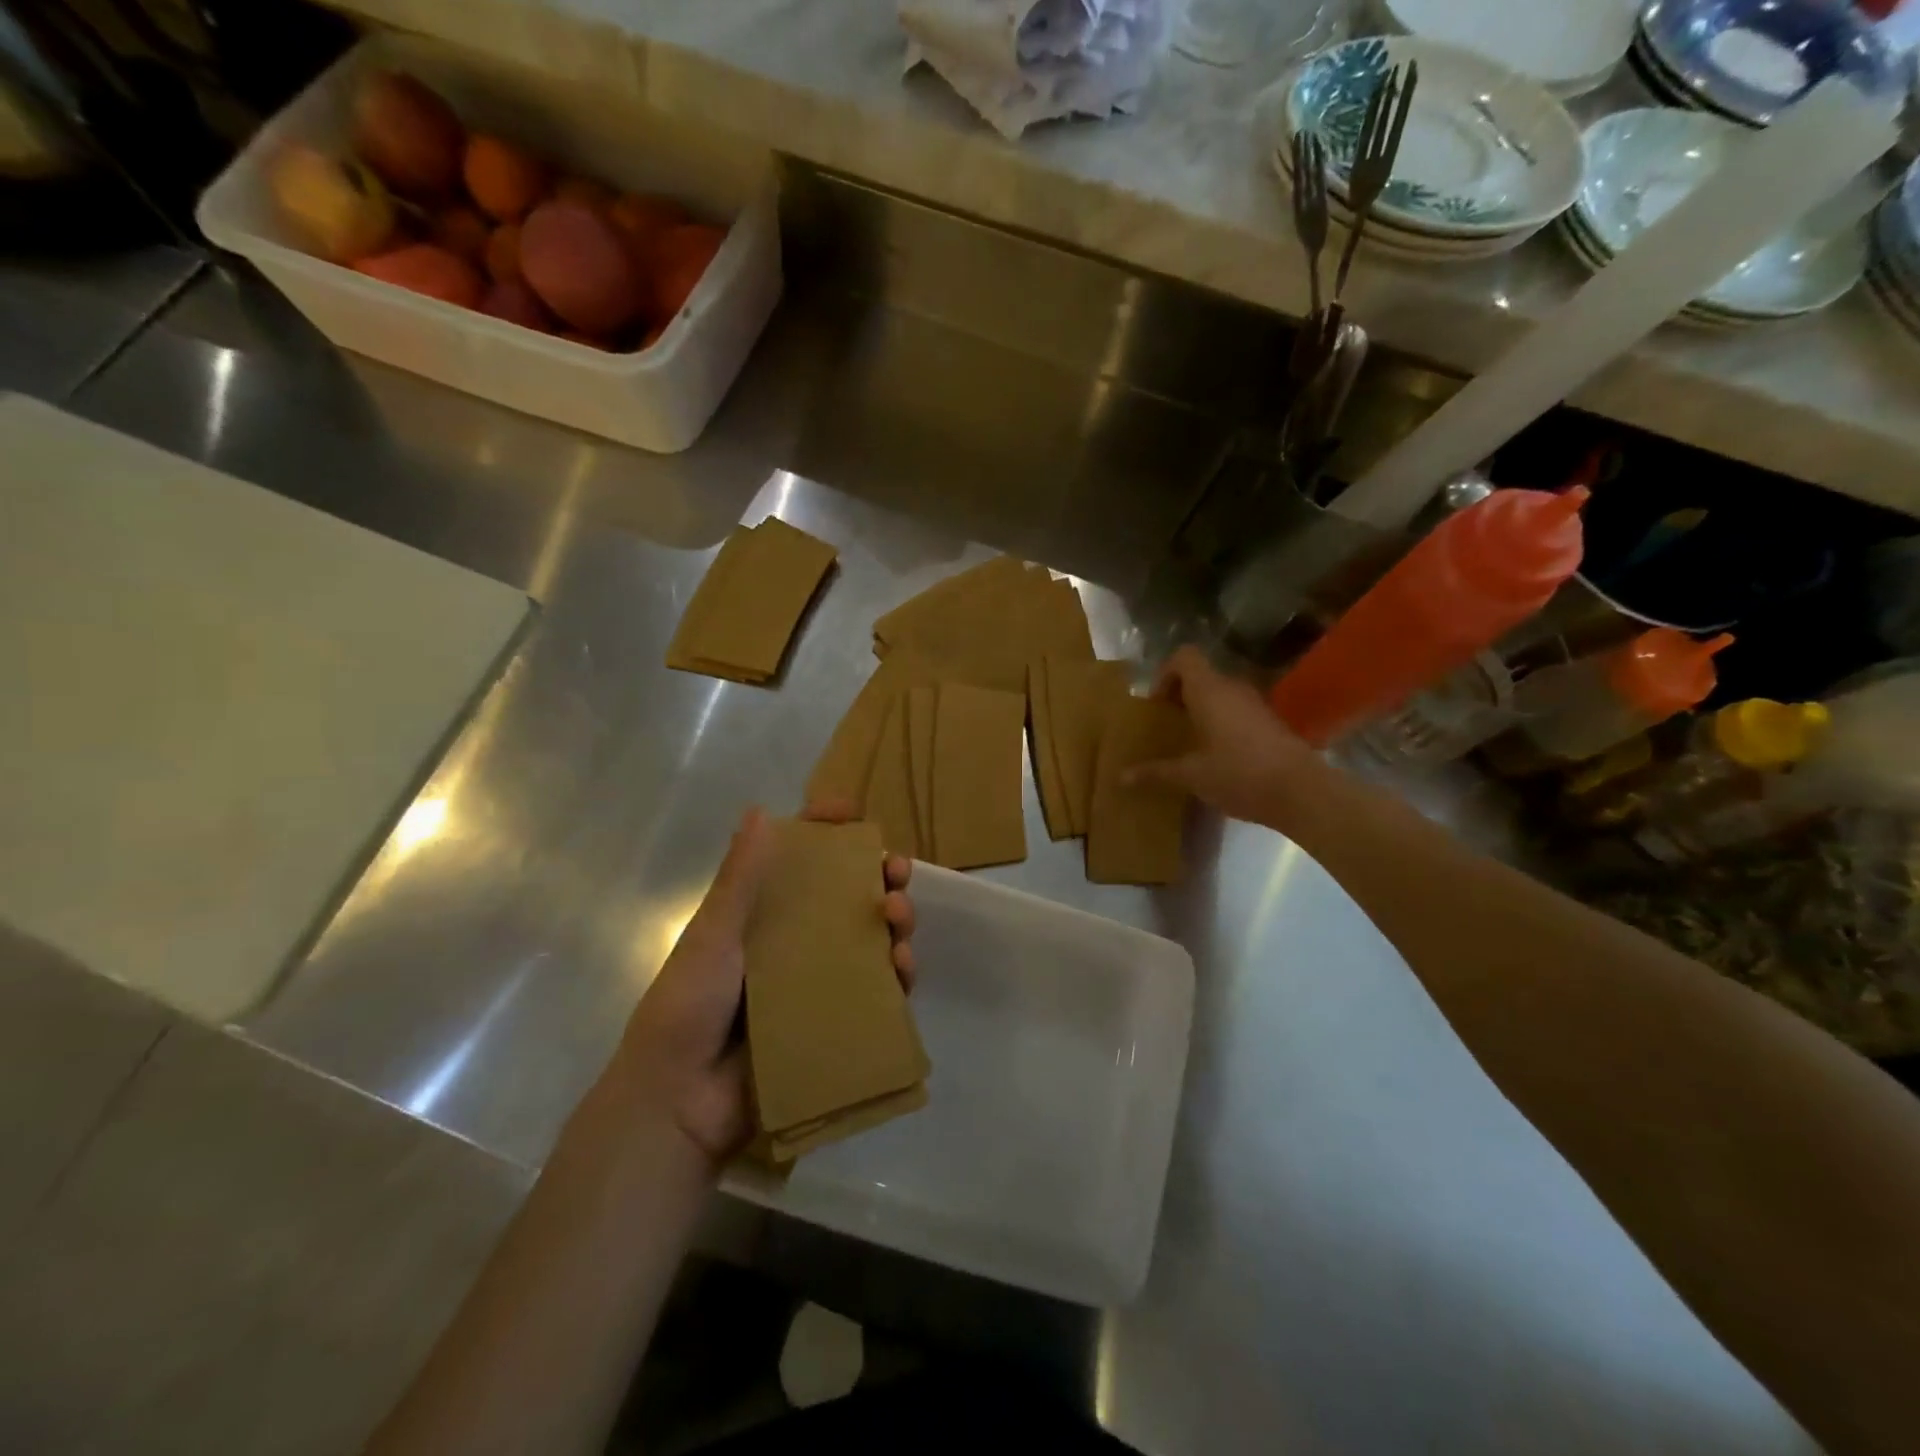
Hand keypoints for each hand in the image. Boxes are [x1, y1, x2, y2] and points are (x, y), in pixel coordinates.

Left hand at [616, 799, 914, 1165]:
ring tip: (899, 915)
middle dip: (878, 876)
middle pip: (847, 896)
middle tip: (896, 869)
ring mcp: (817, 981)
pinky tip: (904, 967)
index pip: (798, 860)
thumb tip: (761, 810)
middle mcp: (794, 940)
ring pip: (870, 939)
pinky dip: (897, 974)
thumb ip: (739, 880)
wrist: (680, 1103)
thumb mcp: (712, 937)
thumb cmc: (688, 1007)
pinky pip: (877, 991)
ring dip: (894, 920)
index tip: (851, 812)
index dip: (826, 832)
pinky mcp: (835, 1020)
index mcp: (761, 914)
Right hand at [1125, 645, 1318, 827]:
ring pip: (1220, 694)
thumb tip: (1121, 777)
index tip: (1156, 705)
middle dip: (1180, 696)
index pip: (1184, 657)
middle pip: (1201, 676)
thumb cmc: (1238, 774)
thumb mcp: (1191, 776)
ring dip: (1201, 710)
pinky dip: (1221, 723)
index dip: (1165, 674)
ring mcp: (1256, 704)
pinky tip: (1215, 755)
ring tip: (1188, 741)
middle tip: (1166, 725)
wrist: (1301, 792)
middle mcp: (1233, 689)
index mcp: (1209, 691)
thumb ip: (1156, 772)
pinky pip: (1236, 711)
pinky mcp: (1270, 722)